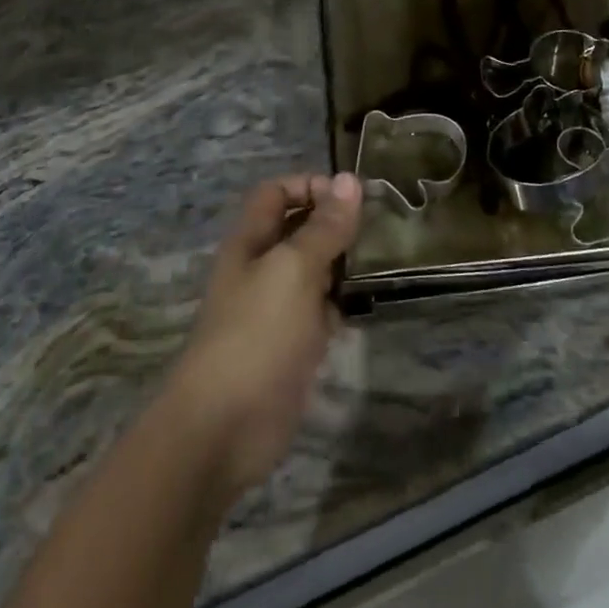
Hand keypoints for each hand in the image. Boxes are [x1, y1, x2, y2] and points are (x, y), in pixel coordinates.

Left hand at [163, 173, 361, 500]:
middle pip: (298, 230)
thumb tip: (350, 179)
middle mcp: (261, 268)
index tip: (351, 197)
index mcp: (251, 241)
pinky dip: (342, 304)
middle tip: (380, 227)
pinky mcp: (292, 346)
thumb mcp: (294, 269)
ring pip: (313, 271)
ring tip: (384, 260)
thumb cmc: (256, 333)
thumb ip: (324, 227)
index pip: (277, 192)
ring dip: (343, 264)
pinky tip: (368, 305)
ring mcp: (276, 309)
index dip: (310, 185)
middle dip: (334, 223)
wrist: (224, 427)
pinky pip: (320, 311)